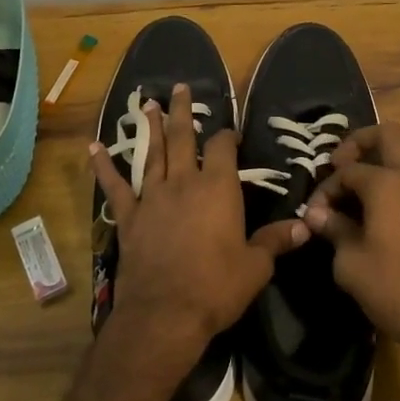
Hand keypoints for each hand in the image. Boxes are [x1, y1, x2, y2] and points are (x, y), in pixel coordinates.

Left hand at [88, 84, 307, 384]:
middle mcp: (185, 182)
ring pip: (152, 153)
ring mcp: (153, 197)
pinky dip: (103, 166)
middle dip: (183, 112)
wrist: (165, 313)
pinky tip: (94, 147)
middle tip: (178, 87)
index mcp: (219, 189)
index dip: (228, 135)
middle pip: (184, 138)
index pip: (224, 148)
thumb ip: (275, 242)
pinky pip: (115, 186)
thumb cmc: (216, 287)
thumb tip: (305, 228)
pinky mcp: (129, 217)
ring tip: (148, 104)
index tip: (231, 132)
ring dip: (151, 128)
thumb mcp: (256, 266)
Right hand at [302, 123, 399, 368]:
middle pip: (391, 134)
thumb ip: (334, 231)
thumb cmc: (395, 289)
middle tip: (345, 163)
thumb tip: (318, 214)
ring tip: (386, 173)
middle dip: (363, 141)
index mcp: (385, 183)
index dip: (327, 188)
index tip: (316, 214)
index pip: (347, 171)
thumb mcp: (350, 264)